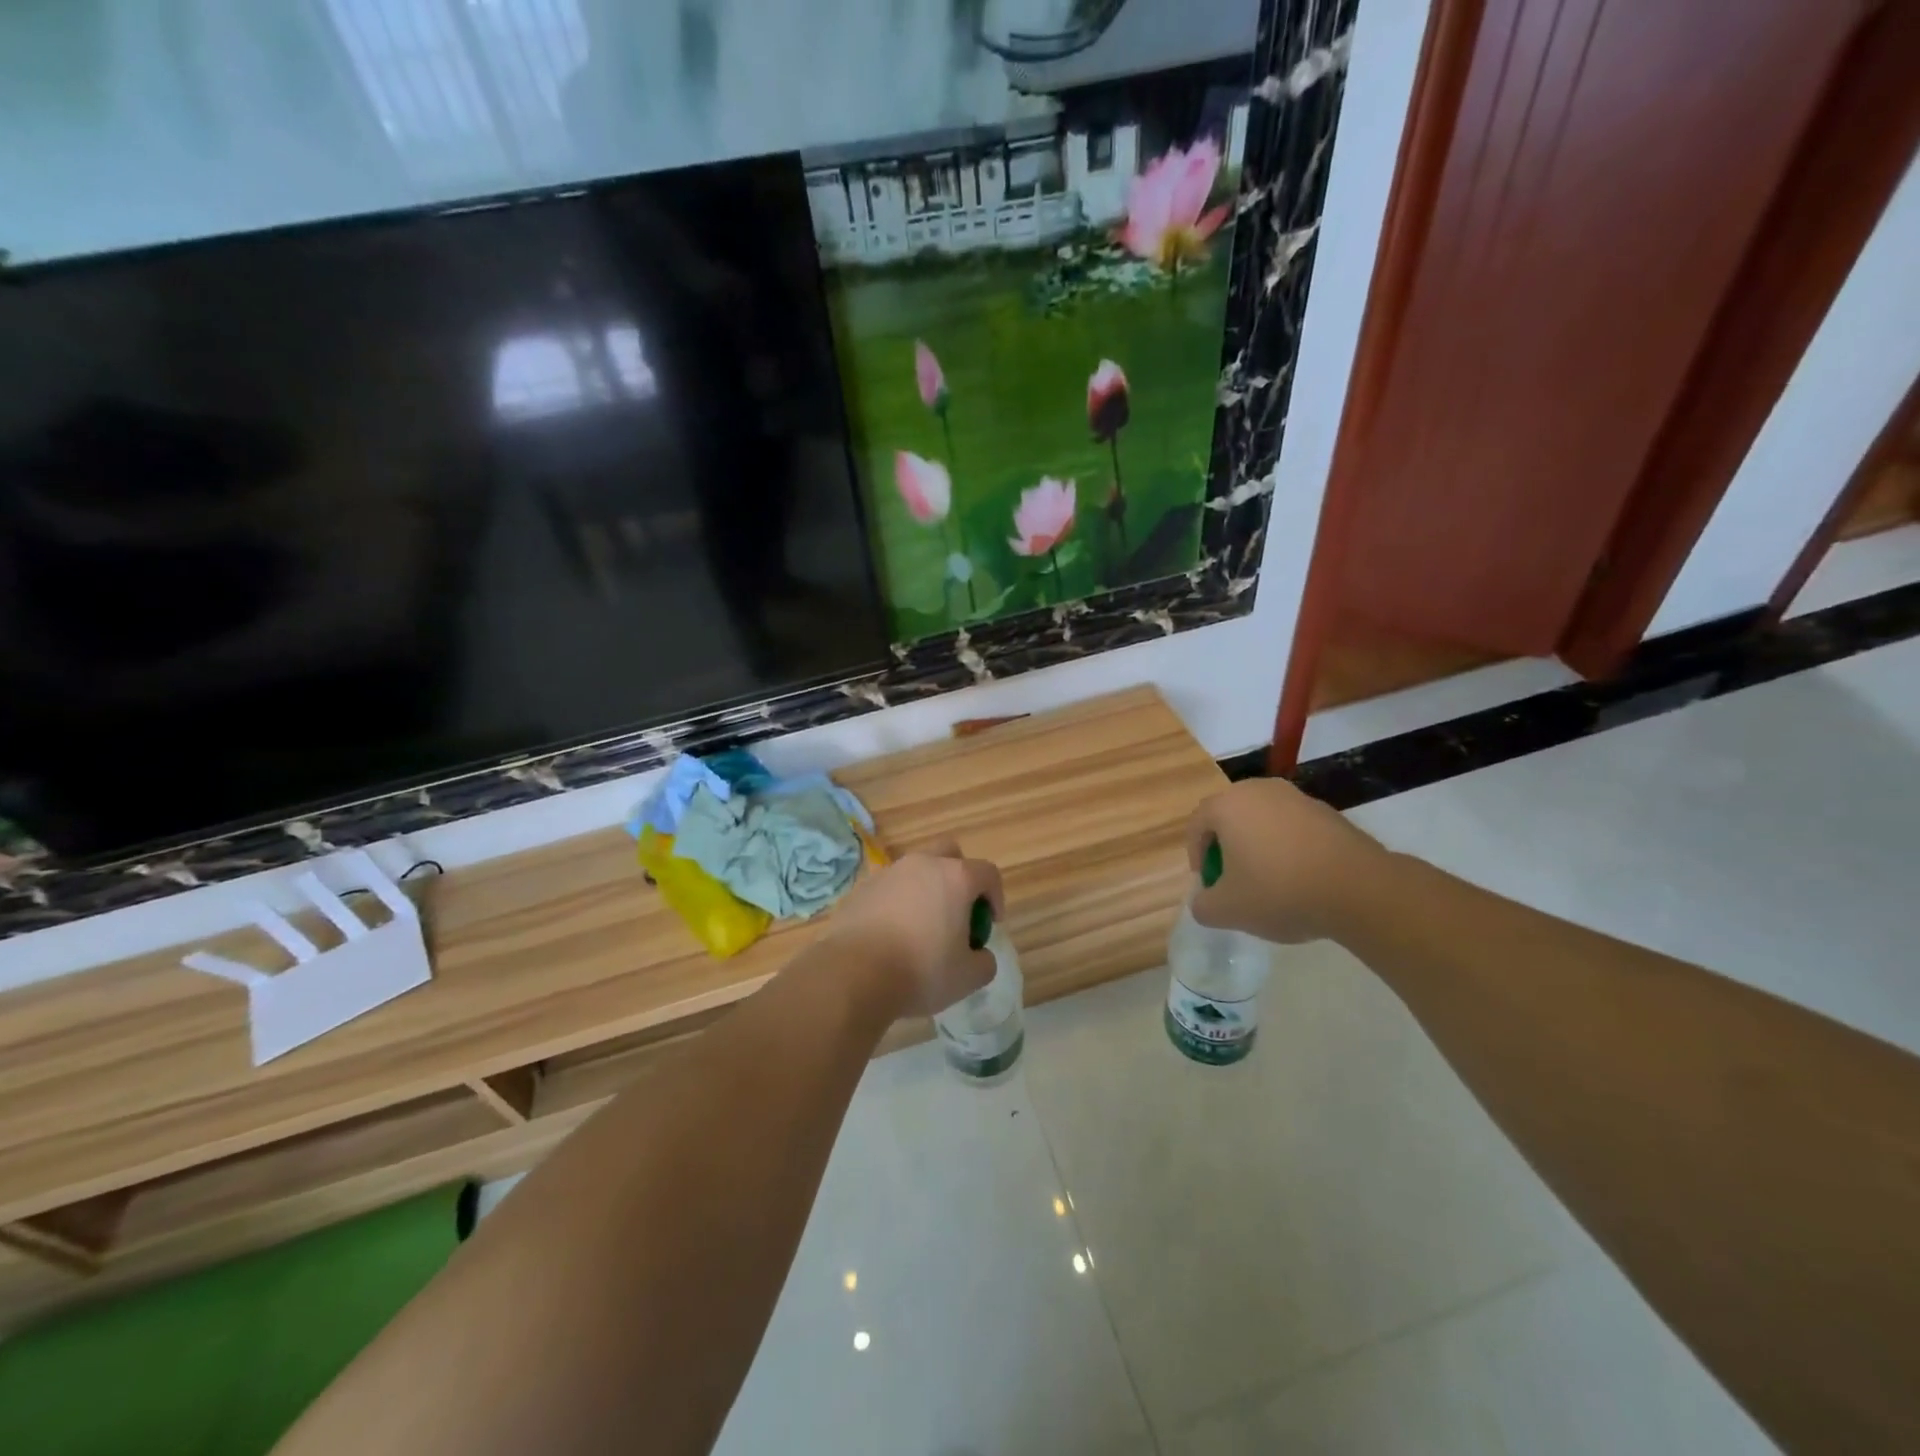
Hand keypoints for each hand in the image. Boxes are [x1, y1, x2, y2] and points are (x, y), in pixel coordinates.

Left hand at [826, 839, 1005, 1019]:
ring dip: (925, 890)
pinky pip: (888, 889)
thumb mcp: (968, 977)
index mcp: (955, 877)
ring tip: (921, 927)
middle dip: (959, 877)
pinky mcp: (860, 889)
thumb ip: (984, 962)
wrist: (853, 974)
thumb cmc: (920, 971)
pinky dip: (896, 904)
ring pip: (915, 871)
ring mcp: (888, 873)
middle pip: (949, 855)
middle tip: (958, 912)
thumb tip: (979, 955)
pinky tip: (891, 935)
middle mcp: (922, 865)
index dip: (996, 896)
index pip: (988, 873)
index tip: (990, 923)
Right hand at [1184, 779, 1388, 943]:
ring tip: (1269, 880)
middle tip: (1233, 879)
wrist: (1359, 889)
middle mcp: (1259, 790)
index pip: (1197, 824)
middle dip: (1226, 847)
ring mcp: (1296, 797)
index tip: (1208, 883)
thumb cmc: (1280, 892)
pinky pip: (1292, 826)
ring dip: (1257, 845)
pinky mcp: (1327, 811)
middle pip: (1229, 816)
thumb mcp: (1228, 910)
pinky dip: (1287, 846)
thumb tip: (1205, 901)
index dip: (1196, 855)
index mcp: (1228, 805)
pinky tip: (1300, 877)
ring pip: (1262, 819)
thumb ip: (1203, 906)